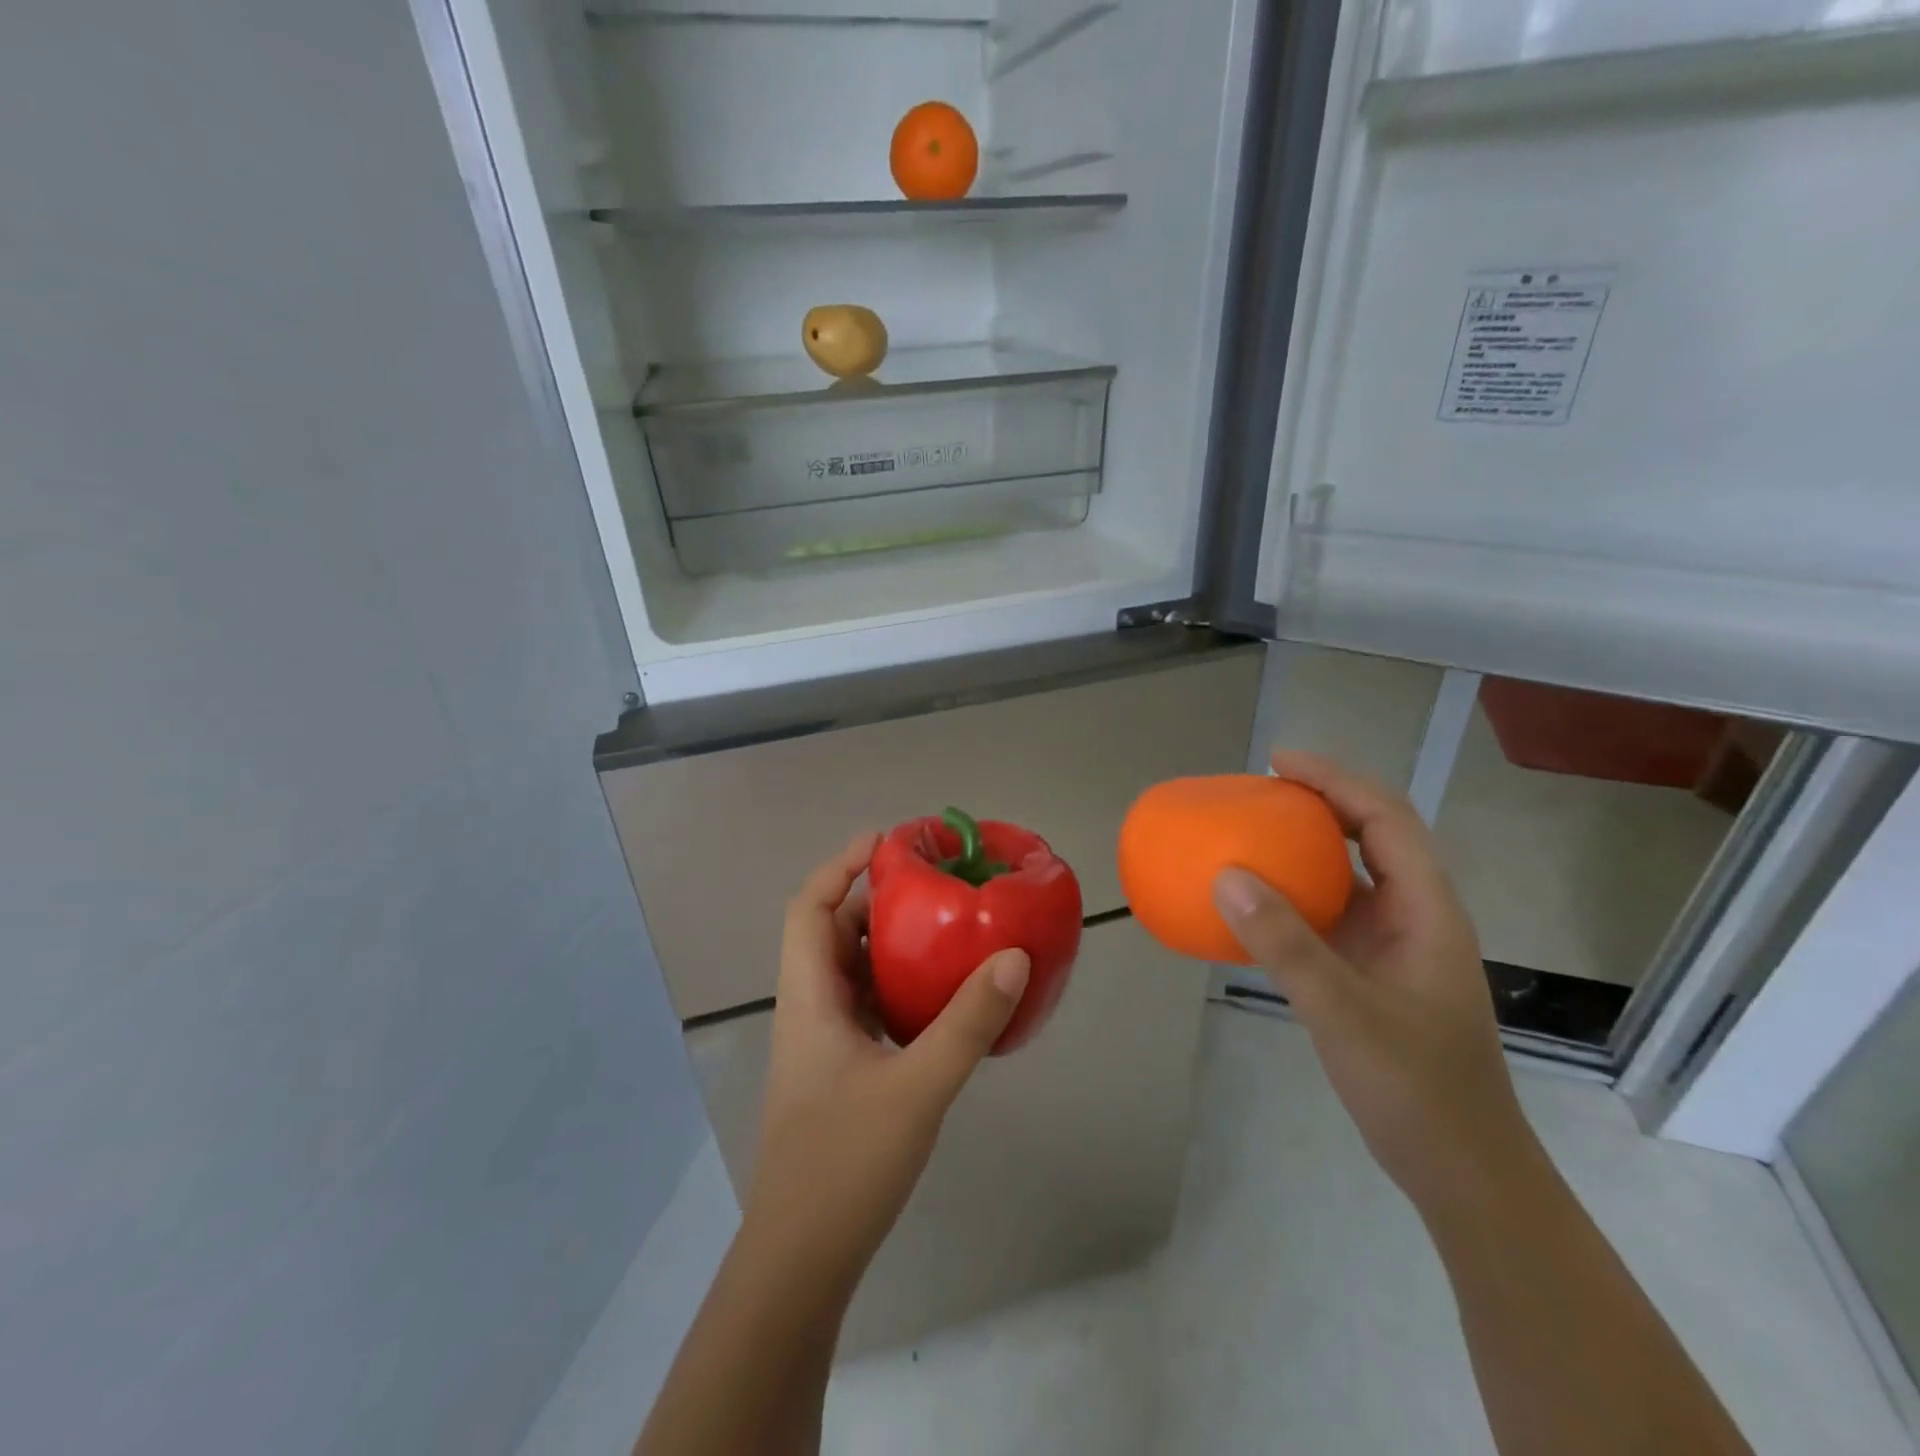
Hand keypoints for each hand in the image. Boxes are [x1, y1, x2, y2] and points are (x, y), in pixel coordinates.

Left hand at [746, 833, 1031, 1282]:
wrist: (802, 1259)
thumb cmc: (845, 1163)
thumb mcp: (917, 1087)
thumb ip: (967, 1023)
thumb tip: (1013, 956)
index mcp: (809, 998)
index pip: (809, 907)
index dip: (841, 865)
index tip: (889, 843)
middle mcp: (810, 1009)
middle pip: (833, 932)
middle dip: (877, 900)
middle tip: (933, 883)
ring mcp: (823, 1042)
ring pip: (852, 971)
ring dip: (890, 944)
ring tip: (945, 928)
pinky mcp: (841, 1070)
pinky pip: (869, 1006)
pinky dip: (899, 987)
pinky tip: (941, 997)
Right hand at [1211, 751, 1536, 1213]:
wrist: (1462, 1169)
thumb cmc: (1417, 1089)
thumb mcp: (1345, 1013)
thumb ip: (1286, 945)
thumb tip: (1225, 876)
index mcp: (1428, 910)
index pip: (1386, 819)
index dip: (1335, 780)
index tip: (1278, 762)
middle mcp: (1417, 915)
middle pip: (1375, 833)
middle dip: (1322, 799)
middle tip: (1260, 787)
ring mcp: (1397, 944)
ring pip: (1354, 871)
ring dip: (1309, 842)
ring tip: (1255, 827)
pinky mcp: (1375, 970)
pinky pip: (1332, 911)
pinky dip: (1297, 890)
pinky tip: (1259, 900)